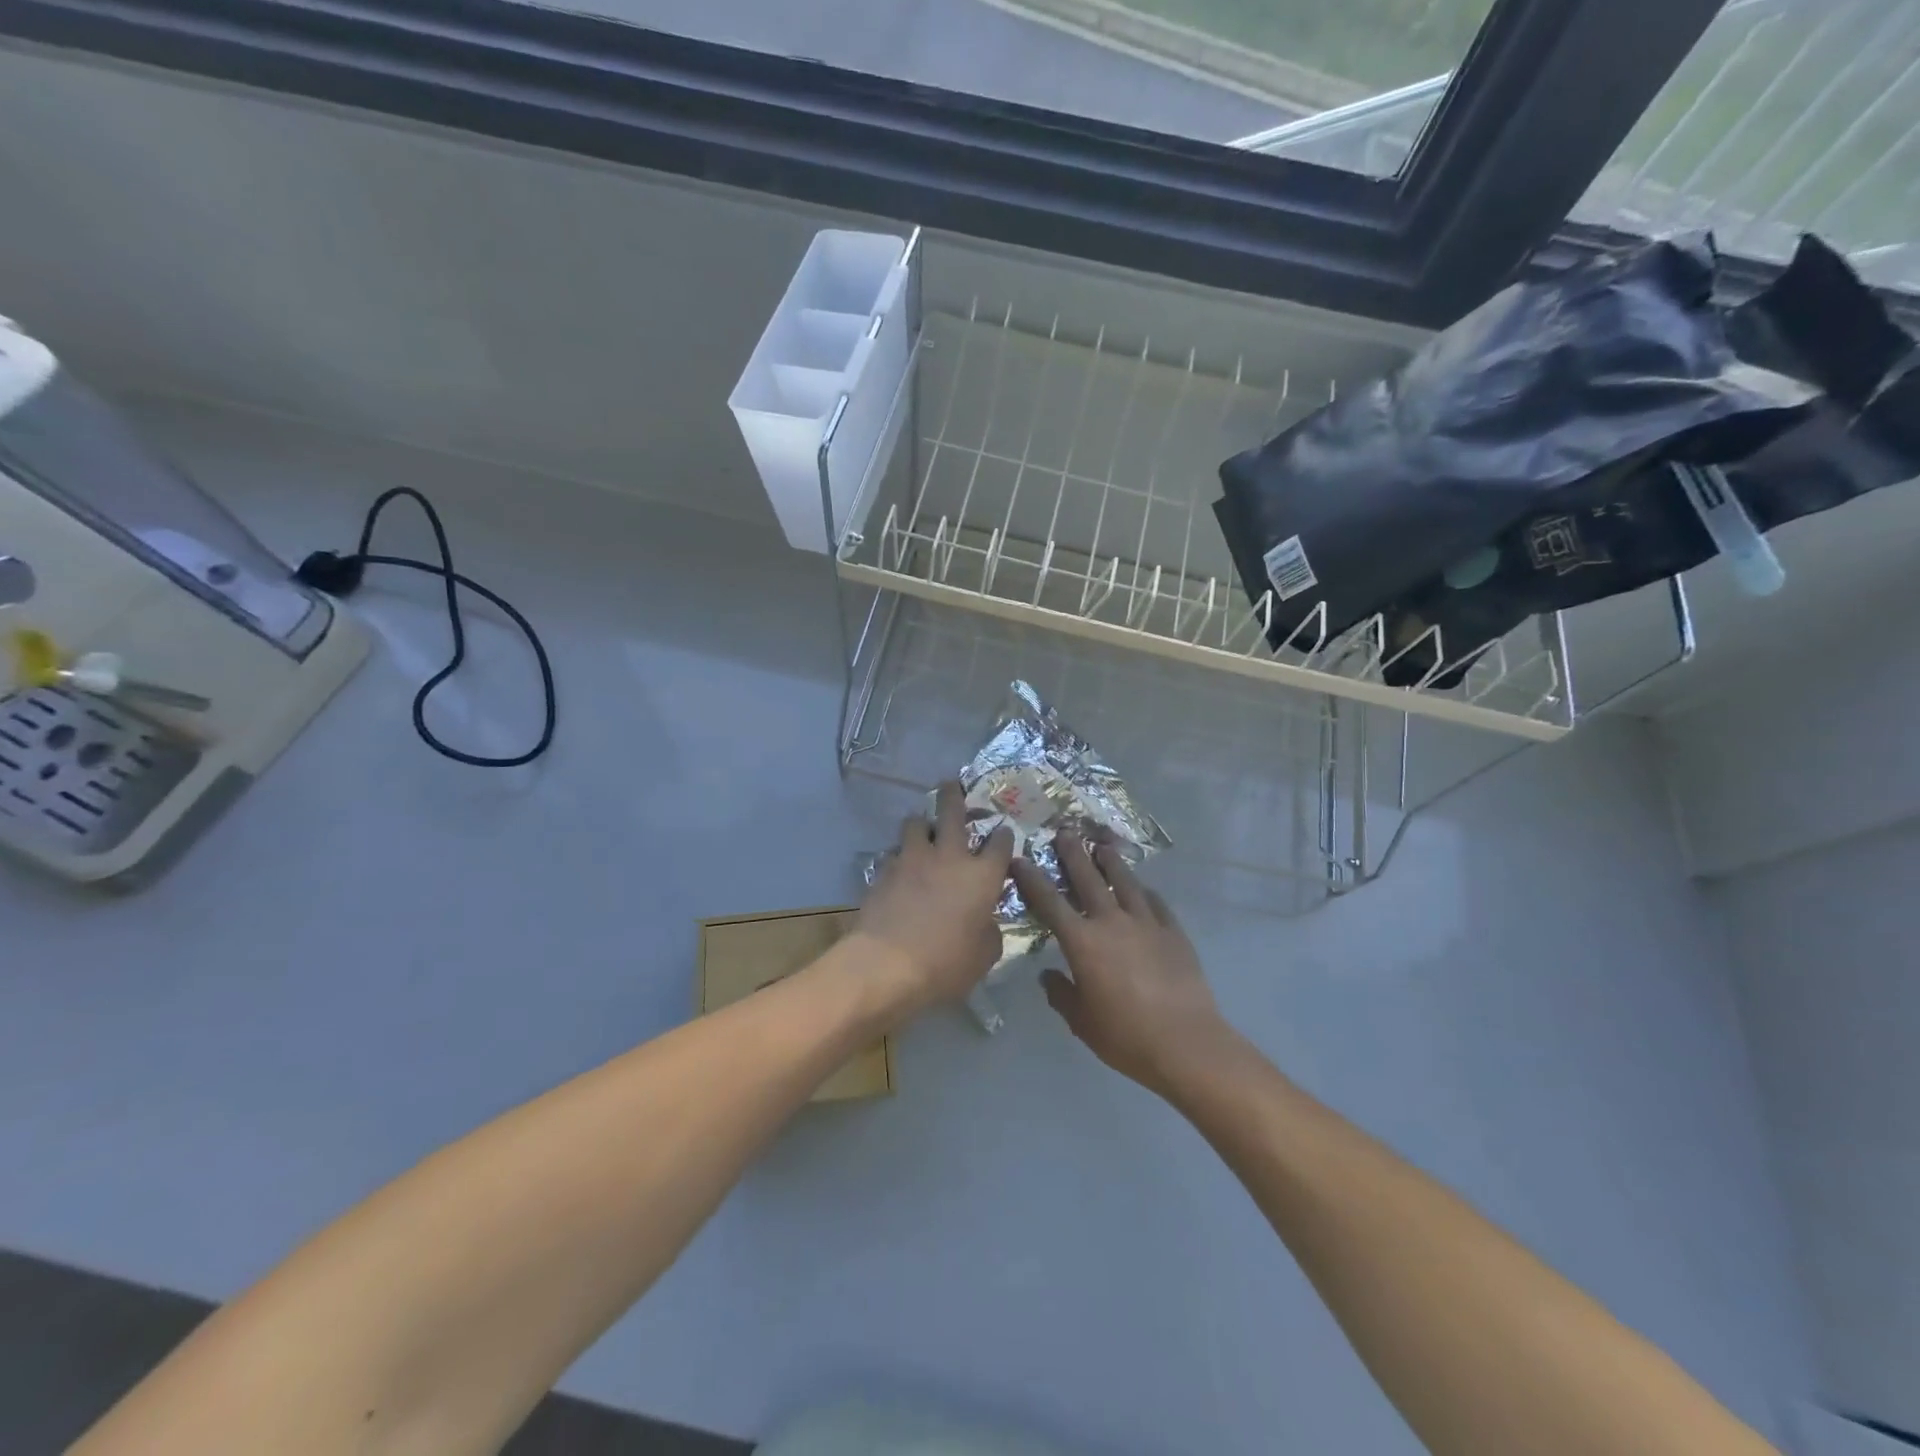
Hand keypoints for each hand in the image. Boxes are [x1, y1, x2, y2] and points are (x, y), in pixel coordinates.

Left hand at [852, 781, 1014, 1015]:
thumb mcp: (983, 956)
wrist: (886, 964)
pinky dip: (899, 854)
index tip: (1003, 833)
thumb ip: (989, 931)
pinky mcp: (884, 870)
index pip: (1000, 844)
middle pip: (953, 812)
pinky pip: (894, 852)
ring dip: (922, 823)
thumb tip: (984, 921)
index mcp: (982, 876)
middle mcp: (949, 857)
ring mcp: (912, 859)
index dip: (1003, 836)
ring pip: (916, 823)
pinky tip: (898, 865)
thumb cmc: (945, 964)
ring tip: (922, 827)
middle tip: (952, 783)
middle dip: (954, 794)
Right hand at [1013, 839, 1239, 1099]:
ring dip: (1111, 862)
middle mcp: (1112, 922)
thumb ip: (1061, 994)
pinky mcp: (1173, 931)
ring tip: (1103, 846)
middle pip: (1088, 879)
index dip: (1032, 879)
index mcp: (1083, 942)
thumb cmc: (1126, 1036)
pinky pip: (1155, 902)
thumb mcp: (1082, 1022)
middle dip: (1074, 854)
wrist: (1186, 1043)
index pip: (1050, 903)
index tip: (1020, 860)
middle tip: (1065, 832)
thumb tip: (1048, 976)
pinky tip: (1142, 888)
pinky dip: (1144, 891)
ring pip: (1125, 882)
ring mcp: (1146, 923)